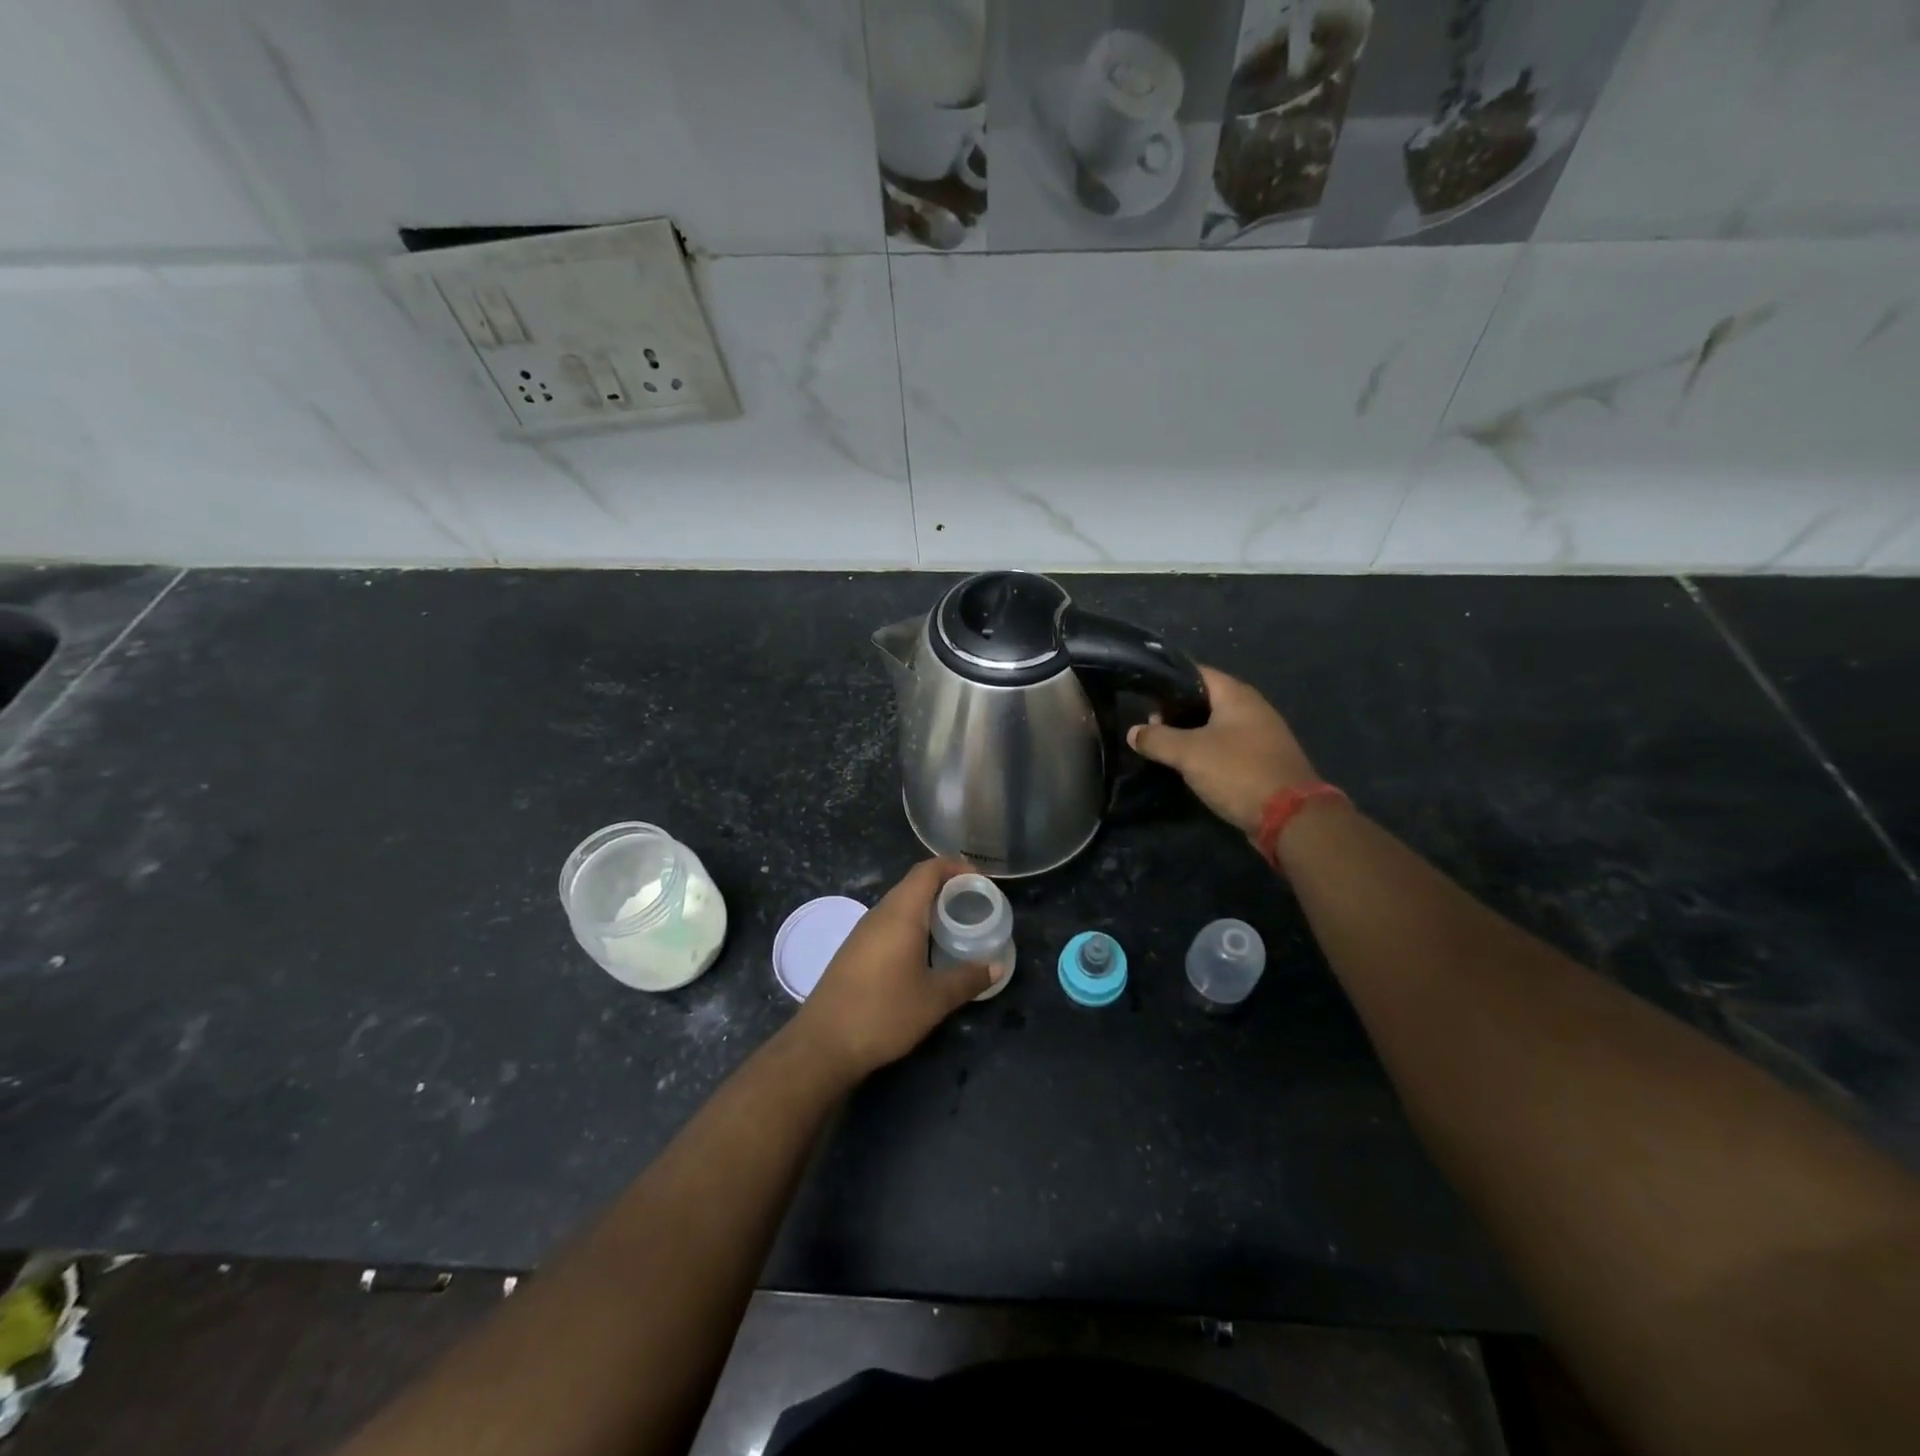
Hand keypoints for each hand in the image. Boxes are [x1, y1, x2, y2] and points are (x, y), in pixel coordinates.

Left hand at [793, 859, 1000, 1080]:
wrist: (823, 1044)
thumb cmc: (883, 1013)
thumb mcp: (934, 999)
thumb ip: (967, 978)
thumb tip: (996, 966)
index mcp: (900, 913)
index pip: (928, 870)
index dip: (955, 866)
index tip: (980, 880)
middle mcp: (879, 914)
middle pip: (914, 884)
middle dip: (946, 887)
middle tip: (974, 904)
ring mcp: (862, 932)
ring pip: (900, 905)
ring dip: (927, 907)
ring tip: (955, 925)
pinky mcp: (854, 951)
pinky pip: (888, 924)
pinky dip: (912, 925)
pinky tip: (924, 951)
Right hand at [1128, 665, 1318, 836]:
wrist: (1290, 816)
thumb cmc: (1238, 771)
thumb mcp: (1188, 753)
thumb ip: (1157, 739)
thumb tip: (1133, 732)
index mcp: (1236, 695)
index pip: (1196, 673)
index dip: (1168, 681)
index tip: (1143, 694)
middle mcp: (1252, 708)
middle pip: (1205, 700)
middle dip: (1175, 711)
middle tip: (1150, 728)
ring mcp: (1261, 734)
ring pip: (1216, 725)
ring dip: (1190, 734)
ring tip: (1163, 748)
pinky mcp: (1263, 759)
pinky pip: (1228, 747)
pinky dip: (1207, 751)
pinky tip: (1190, 765)